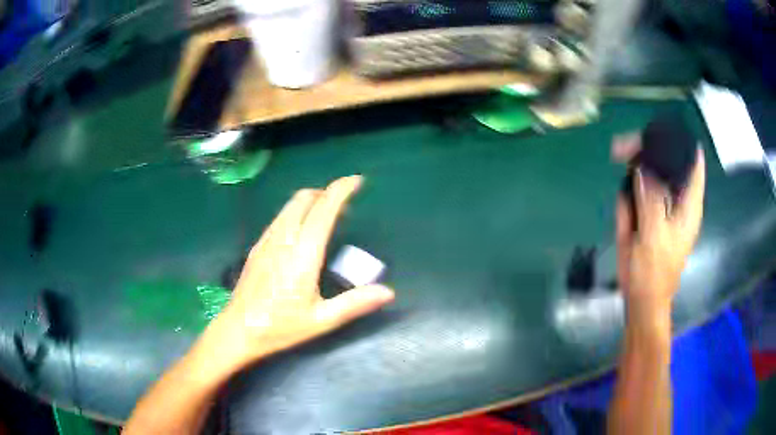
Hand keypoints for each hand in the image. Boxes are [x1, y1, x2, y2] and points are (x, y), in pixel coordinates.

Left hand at [198, 176, 394, 374]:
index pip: (324, 209)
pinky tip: (300, 232)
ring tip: (325, 214)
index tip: (357, 181)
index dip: (341, 190)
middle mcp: (284, 239)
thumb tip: (388, 292)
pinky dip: (295, 212)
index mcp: (303, 254)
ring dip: (310, 200)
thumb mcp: (322, 320)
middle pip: (304, 198)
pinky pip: (279, 218)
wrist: (239, 330)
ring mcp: (267, 240)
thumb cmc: (280, 327)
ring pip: (289, 206)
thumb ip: (355, 303)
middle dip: (325, 192)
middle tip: (343, 203)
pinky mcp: (257, 247)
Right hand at [614, 145, 705, 320]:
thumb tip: (642, 167)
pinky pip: (638, 190)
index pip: (692, 161)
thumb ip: (651, 201)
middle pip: (667, 161)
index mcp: (688, 203)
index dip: (680, 141)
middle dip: (646, 151)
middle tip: (622, 148)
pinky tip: (624, 205)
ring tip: (618, 163)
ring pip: (651, 173)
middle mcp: (677, 198)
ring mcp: (661, 204)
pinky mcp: (647, 212)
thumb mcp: (654, 237)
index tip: (660, 129)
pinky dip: (628, 191)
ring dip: (634, 167)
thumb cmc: (654, 272)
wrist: (641, 297)